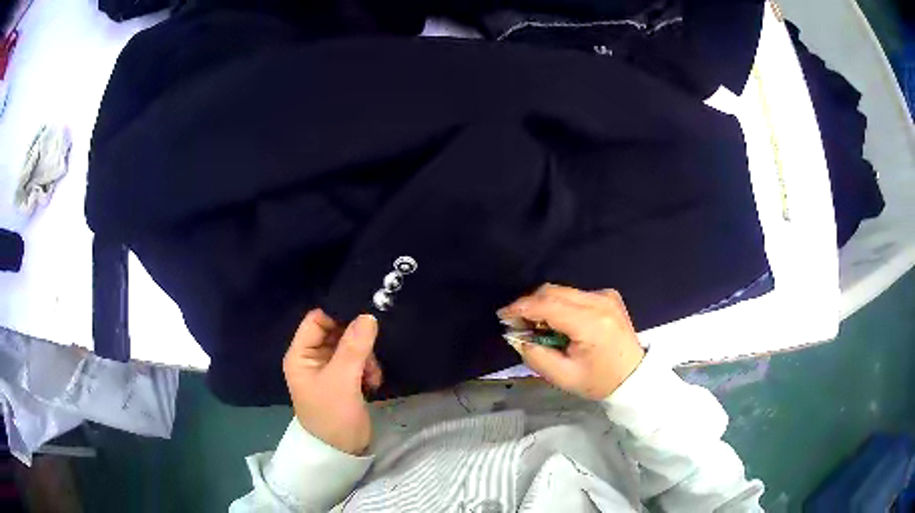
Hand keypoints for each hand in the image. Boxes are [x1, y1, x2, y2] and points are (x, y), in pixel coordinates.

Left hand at [283, 309, 382, 454]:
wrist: (342, 452)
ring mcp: (328, 370)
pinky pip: (357, 362)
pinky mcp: (344, 381)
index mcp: (301, 355)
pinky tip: (374, 382)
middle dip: (356, 340)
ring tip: (372, 375)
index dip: (338, 315)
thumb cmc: (333, 415)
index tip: (364, 316)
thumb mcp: (342, 380)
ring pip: (350, 347)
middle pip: (335, 332)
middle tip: (372, 352)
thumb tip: (368, 315)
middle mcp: (312, 358)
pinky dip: (367, 368)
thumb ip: (354, 346)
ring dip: (365, 357)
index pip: (316, 320)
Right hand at [497, 284, 644, 400]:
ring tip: (539, 327)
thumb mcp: (563, 377)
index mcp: (591, 324)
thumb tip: (517, 336)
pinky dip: (561, 305)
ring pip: (563, 291)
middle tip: (518, 324)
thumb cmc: (599, 381)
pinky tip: (560, 324)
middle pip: (554, 291)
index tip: (503, 315)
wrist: (634, 376)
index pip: (548, 305)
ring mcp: (606, 296)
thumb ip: (535, 356)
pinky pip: (575, 294)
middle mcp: (599, 302)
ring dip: (545, 305)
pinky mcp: (608, 295)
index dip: (521, 308)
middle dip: (530, 304)